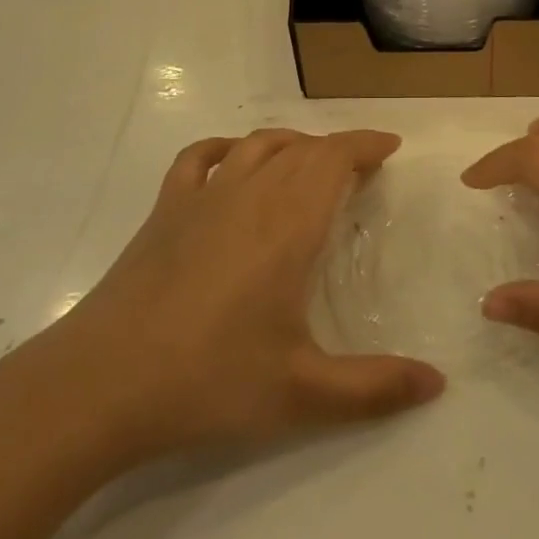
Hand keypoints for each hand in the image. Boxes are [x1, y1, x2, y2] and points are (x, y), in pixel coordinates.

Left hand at [23, 129, 444, 469]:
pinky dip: (225, 148)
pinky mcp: (164, 210)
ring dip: (291, 144)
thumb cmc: (209, 381)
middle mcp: (249, 195)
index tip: (390, 147)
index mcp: (288, 224)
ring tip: (309, 162)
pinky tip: (232, 161)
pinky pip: (199, 158)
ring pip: (256, 146)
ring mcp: (201, 198)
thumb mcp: (302, 394)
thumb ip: (375, 389)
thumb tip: (438, 383)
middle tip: (360, 170)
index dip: (365, 145)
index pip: (334, 159)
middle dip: (336, 150)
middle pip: (301, 149)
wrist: (101, 383)